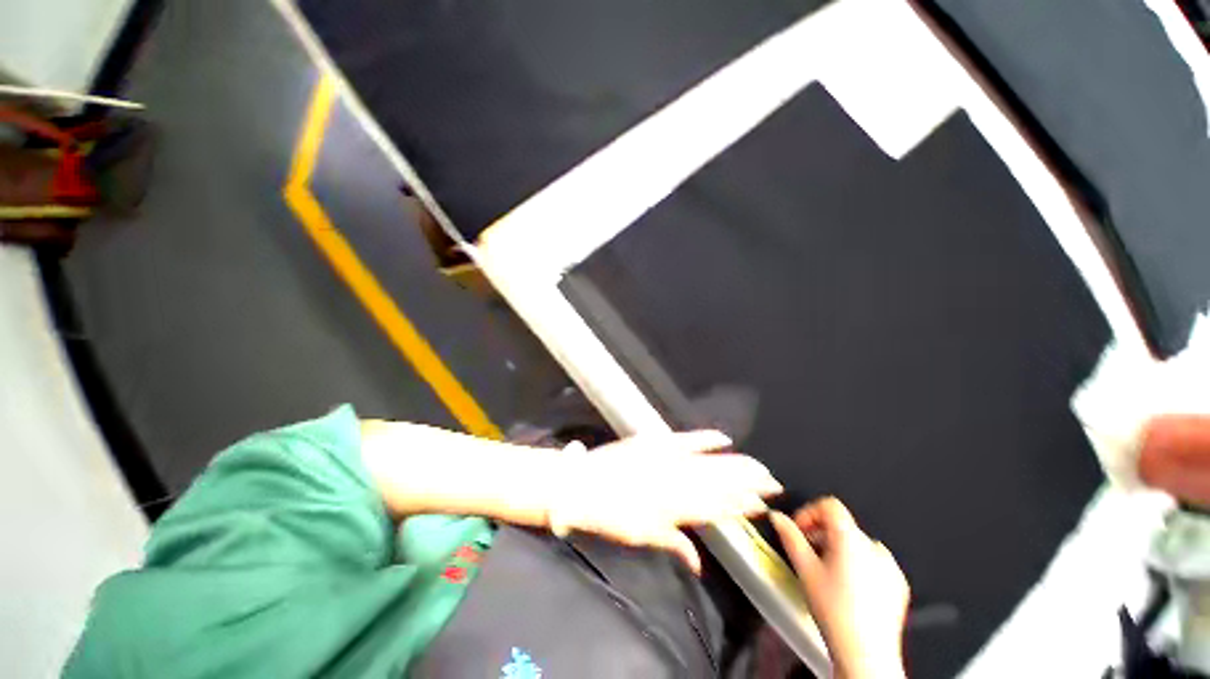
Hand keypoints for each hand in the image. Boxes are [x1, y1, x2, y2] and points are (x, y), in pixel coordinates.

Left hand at [547, 430, 782, 572]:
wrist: (583, 484)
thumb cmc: (610, 515)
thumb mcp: (642, 536)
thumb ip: (674, 545)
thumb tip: (698, 563)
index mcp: (675, 509)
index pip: (717, 509)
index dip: (741, 507)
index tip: (761, 505)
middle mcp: (677, 483)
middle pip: (720, 484)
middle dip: (748, 483)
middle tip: (773, 483)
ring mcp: (667, 458)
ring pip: (710, 463)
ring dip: (736, 464)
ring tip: (759, 466)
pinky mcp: (656, 440)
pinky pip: (686, 438)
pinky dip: (705, 438)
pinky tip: (723, 437)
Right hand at [771, 498, 908, 678]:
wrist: (866, 654)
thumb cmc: (833, 610)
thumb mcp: (804, 569)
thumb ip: (789, 536)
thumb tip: (776, 516)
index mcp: (850, 537)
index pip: (829, 505)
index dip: (810, 512)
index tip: (799, 530)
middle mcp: (873, 546)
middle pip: (842, 525)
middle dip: (821, 535)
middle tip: (808, 556)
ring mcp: (890, 565)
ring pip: (857, 545)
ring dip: (839, 550)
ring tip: (827, 575)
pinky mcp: (899, 584)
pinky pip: (874, 563)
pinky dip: (859, 566)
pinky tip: (849, 589)